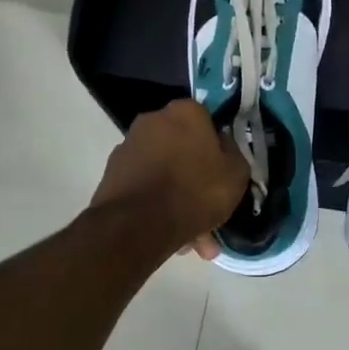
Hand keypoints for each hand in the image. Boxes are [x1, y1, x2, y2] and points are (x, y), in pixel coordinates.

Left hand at [90, 99, 248, 260]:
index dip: (217, 145)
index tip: (223, 170)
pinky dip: (157, 204)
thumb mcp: (236, 173)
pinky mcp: (112, 173)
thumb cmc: (195, 191)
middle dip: (196, 177)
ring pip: (164, 171)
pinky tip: (171, 235)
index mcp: (185, 112)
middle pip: (182, 147)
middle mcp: (152, 120)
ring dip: (178, 196)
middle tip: (210, 209)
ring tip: (192, 237)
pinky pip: (146, 186)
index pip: (207, 119)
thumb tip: (222, 145)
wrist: (137, 225)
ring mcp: (128, 146)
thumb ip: (233, 153)